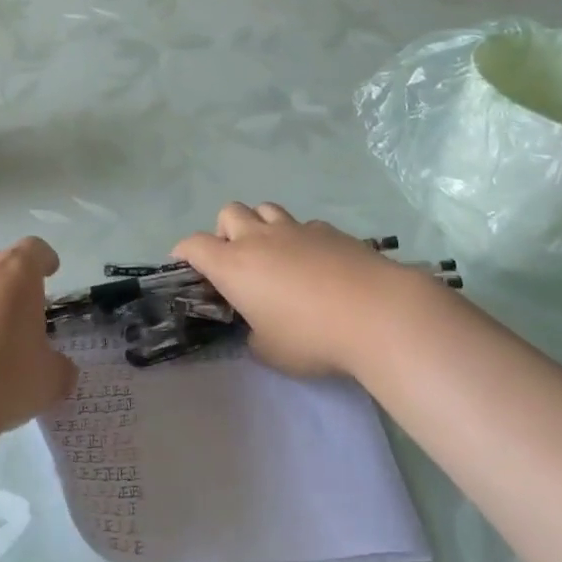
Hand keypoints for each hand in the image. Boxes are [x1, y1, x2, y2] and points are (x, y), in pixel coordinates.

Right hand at [172, 203, 453, 379]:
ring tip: (273, 253)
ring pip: (266, 209)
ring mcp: (296, 229)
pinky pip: (303, 225)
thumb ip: (254, 335)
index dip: (184, 252)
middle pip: (228, 213)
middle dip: (225, 231)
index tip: (184, 265)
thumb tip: (257, 328)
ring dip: (260, 225)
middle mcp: (259, 238)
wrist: (377, 313)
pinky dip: (299, 238)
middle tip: (236, 259)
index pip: (194, 245)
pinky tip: (315, 263)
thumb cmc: (312, 338)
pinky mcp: (329, 231)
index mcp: (234, 266)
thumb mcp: (271, 351)